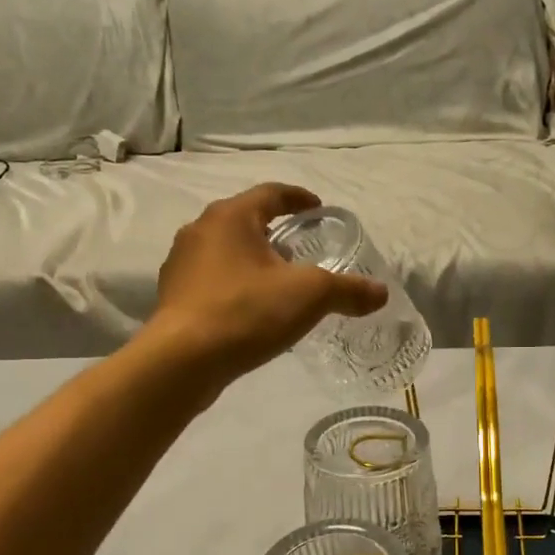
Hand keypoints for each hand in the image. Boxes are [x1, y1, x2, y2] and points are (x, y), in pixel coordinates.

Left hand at [145, 183, 387, 384]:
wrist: (182, 362)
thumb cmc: (246, 312)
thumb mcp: (309, 296)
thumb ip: (348, 290)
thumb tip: (381, 293)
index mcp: (230, 217)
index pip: (270, 193)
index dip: (298, 198)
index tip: (318, 209)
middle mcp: (200, 231)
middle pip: (245, 220)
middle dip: (274, 231)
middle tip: (301, 247)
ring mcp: (181, 265)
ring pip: (225, 251)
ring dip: (252, 259)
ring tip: (278, 281)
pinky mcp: (174, 297)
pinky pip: (212, 280)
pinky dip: (235, 285)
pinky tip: (251, 310)